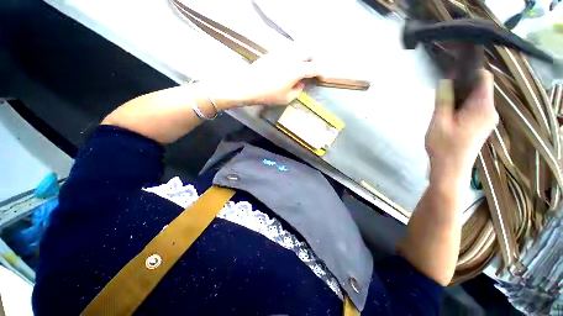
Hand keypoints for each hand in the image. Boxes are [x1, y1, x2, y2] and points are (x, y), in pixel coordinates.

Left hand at [211, 49, 319, 108]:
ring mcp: (282, 52)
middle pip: (309, 52)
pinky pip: (289, 50)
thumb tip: (302, 84)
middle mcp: (292, 57)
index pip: (315, 67)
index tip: (321, 77)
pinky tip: (289, 66)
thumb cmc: (269, 95)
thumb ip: (298, 91)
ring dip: (304, 57)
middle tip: (312, 71)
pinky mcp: (274, 52)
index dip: (321, 72)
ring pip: (299, 49)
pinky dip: (293, 56)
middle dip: (314, 60)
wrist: (248, 85)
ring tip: (301, 68)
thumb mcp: (286, 98)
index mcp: (297, 69)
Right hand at [426, 70, 498, 190]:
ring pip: (476, 97)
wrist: (450, 168)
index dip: (469, 71)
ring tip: (443, 107)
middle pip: (480, 87)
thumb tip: (445, 80)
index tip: (451, 73)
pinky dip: (463, 105)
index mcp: (482, 107)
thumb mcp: (439, 121)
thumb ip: (443, 100)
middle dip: (461, 86)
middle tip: (441, 94)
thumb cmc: (444, 146)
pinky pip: (475, 107)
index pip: (483, 78)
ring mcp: (488, 118)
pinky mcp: (482, 124)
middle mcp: (490, 110)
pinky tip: (449, 114)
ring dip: (460, 97)